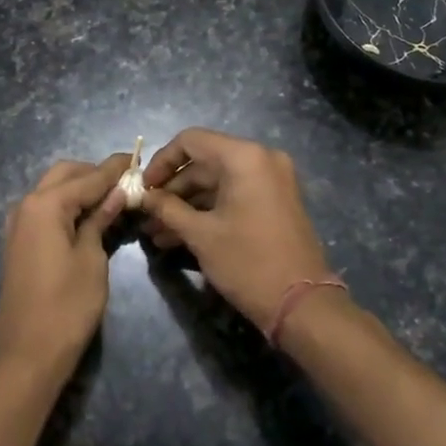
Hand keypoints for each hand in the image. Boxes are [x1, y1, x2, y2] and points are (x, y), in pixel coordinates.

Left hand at [0, 153, 131, 375]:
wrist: (27, 354)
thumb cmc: (67, 306)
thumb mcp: (92, 259)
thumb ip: (100, 220)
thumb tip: (116, 193)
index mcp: (45, 204)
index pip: (88, 177)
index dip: (115, 168)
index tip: (137, 157)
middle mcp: (27, 205)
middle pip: (65, 174)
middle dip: (94, 173)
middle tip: (126, 183)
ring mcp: (19, 224)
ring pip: (53, 190)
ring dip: (80, 188)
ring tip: (113, 199)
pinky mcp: (19, 241)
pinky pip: (46, 209)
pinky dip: (67, 205)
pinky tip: (90, 217)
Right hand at [139, 129, 330, 332]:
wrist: (302, 305)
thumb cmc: (248, 262)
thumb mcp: (201, 235)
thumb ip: (167, 208)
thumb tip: (144, 197)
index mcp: (244, 157)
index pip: (190, 141)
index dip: (161, 162)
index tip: (143, 188)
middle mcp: (261, 159)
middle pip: (203, 162)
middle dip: (172, 190)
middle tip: (146, 215)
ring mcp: (271, 180)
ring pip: (217, 183)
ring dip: (186, 205)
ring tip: (156, 233)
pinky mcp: (275, 202)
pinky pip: (233, 196)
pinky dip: (208, 211)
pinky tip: (179, 236)